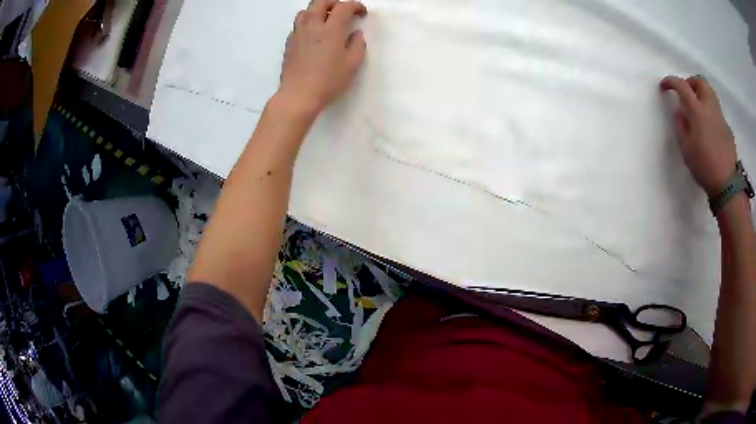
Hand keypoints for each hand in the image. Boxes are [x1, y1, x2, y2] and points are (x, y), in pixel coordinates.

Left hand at [278, 0, 367, 114]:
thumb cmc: (328, 81)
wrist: (298, 95)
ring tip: (326, 19)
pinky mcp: (289, 43)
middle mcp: (312, 26)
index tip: (361, 13)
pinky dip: (308, 22)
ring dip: (318, 10)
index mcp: (331, 29)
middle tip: (343, 11)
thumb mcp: (352, 64)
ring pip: (306, 11)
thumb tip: (356, 33)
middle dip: (334, 2)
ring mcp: (298, 33)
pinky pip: (298, 24)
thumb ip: (358, 45)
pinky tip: (314, 34)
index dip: (355, 6)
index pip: (343, 7)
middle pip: (320, 2)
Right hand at [661, 75, 737, 197]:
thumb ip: (681, 126)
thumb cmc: (704, 167)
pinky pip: (717, 112)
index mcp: (697, 111)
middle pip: (700, 82)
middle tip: (685, 92)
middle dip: (690, 82)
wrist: (726, 185)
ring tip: (697, 108)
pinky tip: (709, 129)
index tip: (665, 86)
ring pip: (710, 93)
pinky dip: (710, 112)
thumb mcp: (686, 149)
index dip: (671, 82)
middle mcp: (710, 107)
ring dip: (701, 94)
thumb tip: (680, 112)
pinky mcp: (727, 128)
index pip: (682, 86)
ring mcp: (720, 117)